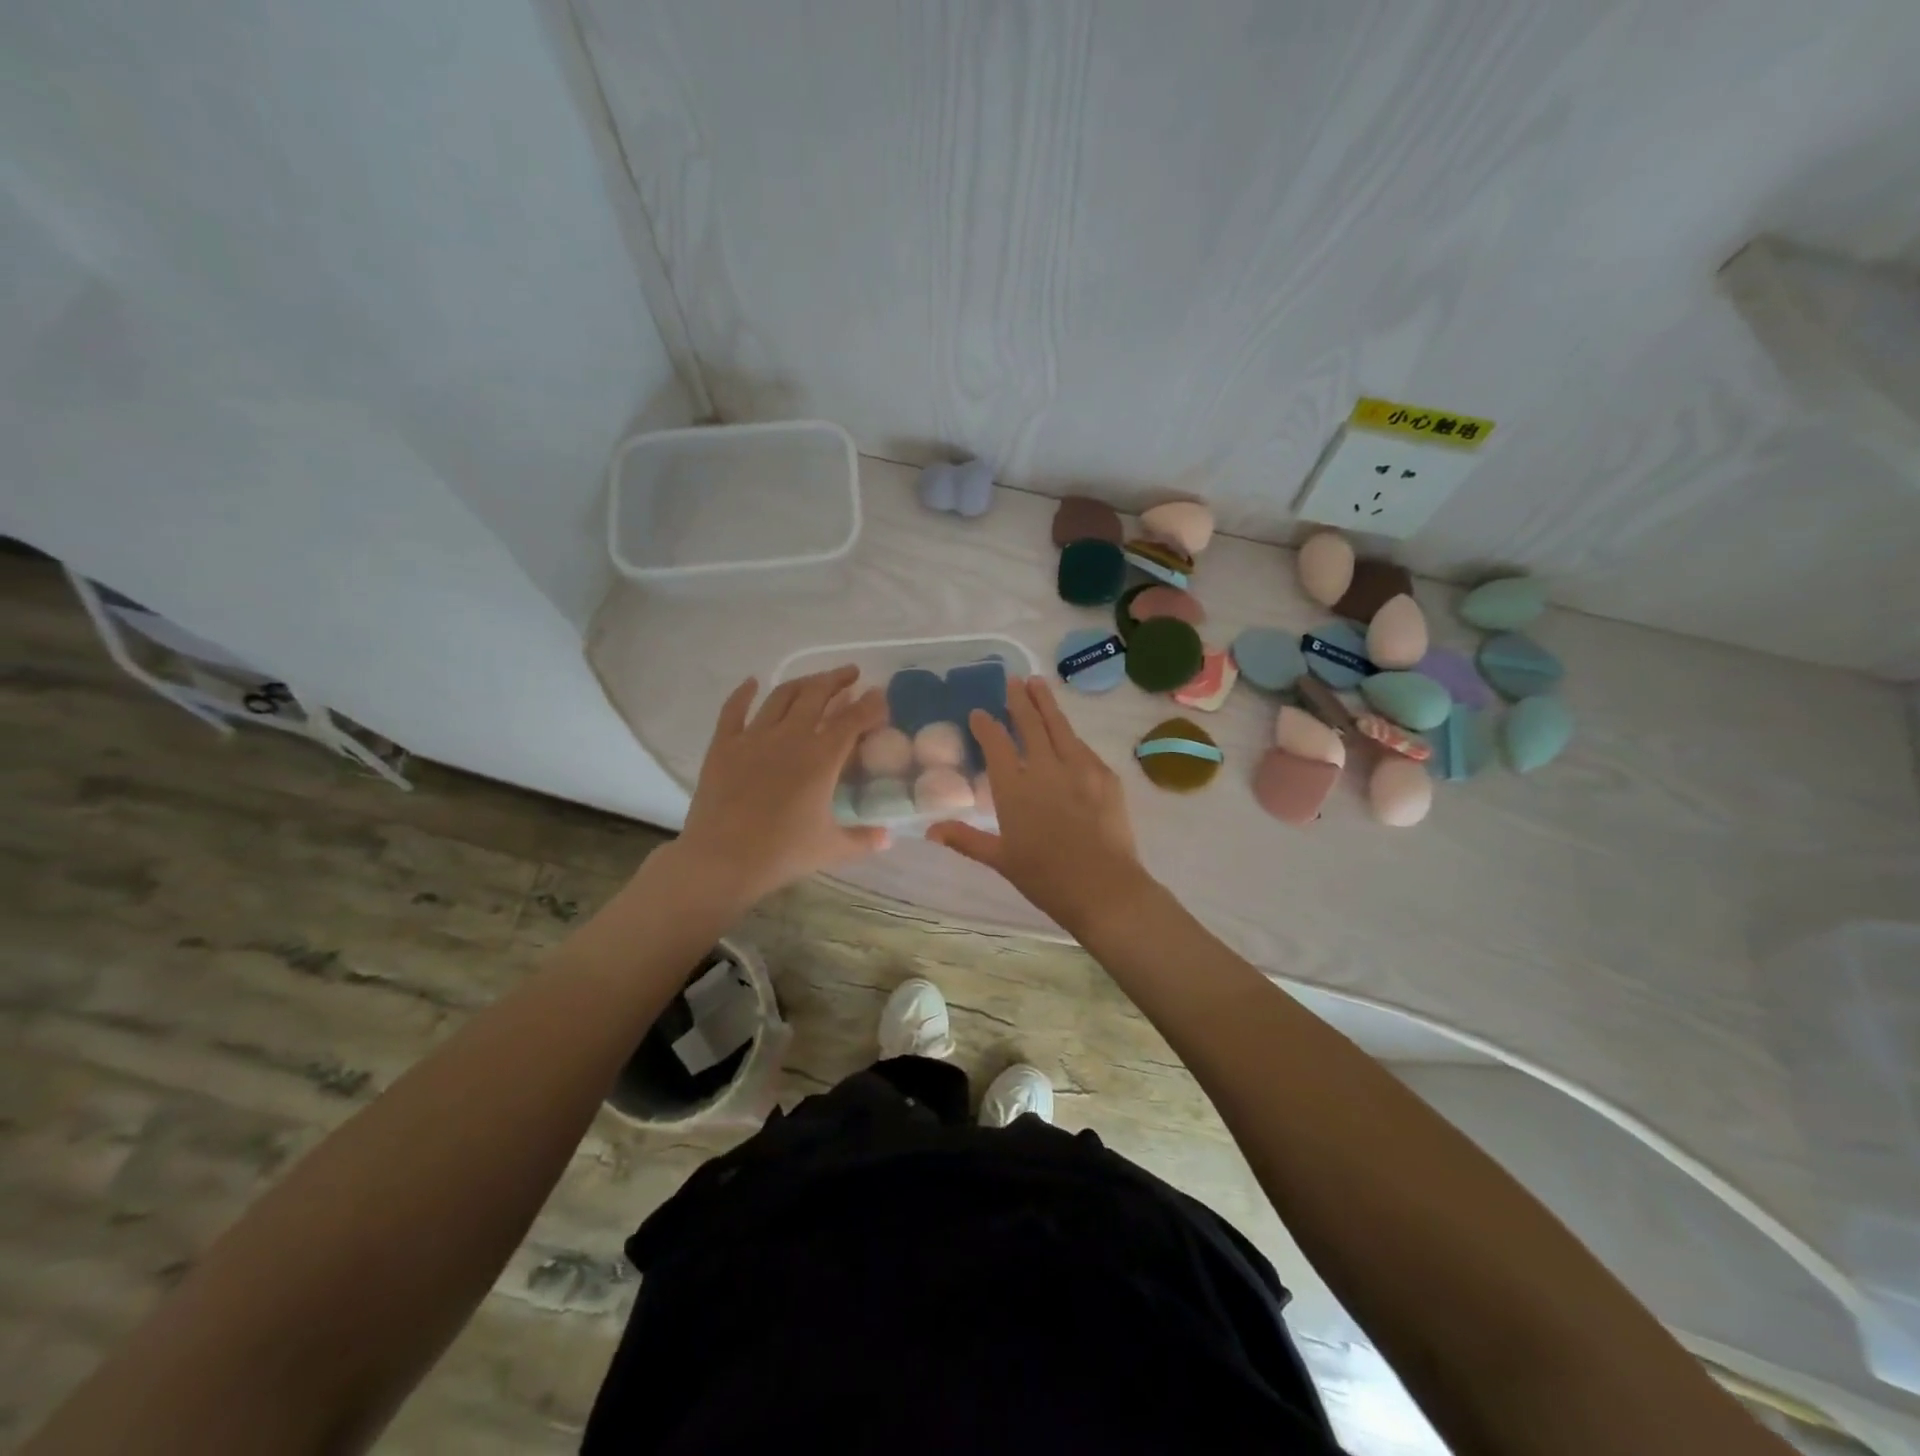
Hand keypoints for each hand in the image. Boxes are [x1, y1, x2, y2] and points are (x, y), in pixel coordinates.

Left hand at [671, 667, 889, 907]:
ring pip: (782, 696)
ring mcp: (754, 737)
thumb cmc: (781, 853)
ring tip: (816, 680)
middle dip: (838, 680)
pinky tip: (753, 682)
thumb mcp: (831, 849)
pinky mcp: (723, 745)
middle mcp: (790, 736)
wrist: (721, 860)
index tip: (880, 695)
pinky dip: (744, 692)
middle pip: (818, 695)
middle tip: (851, 674)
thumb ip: (863, 839)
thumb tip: (887, 836)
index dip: (870, 704)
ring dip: (803, 682)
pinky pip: (734, 709)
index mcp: (822, 757)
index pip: (853, 720)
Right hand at [928, 676, 1147, 931]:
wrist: (1103, 887)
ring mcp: (1079, 768)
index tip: (978, 712)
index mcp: (1014, 788)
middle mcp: (1044, 768)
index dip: (985, 725)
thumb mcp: (1000, 859)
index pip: (996, 744)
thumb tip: (929, 830)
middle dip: (1019, 700)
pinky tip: (1067, 732)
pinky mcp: (1105, 776)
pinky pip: (1083, 747)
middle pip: (1029, 724)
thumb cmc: (1045, 877)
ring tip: (1038, 684)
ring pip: (1059, 726)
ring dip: (1046, 703)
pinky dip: (1070, 735)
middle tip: (1013, 680)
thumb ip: (965, 839)